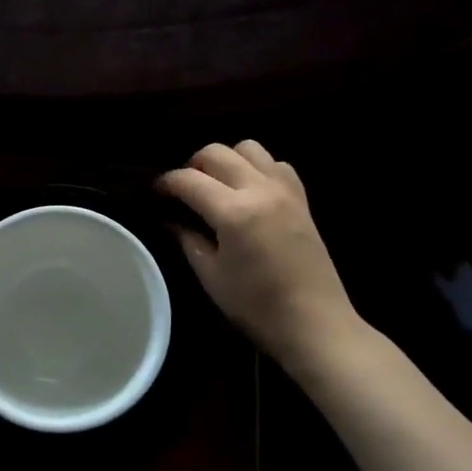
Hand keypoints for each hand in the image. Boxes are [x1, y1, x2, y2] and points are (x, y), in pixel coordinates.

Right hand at [157, 141, 362, 372]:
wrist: (315, 323)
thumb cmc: (257, 306)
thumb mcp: (211, 276)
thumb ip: (188, 240)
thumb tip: (172, 219)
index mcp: (234, 212)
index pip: (189, 180)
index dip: (167, 183)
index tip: (156, 193)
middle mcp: (260, 189)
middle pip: (217, 152)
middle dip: (193, 165)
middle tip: (184, 189)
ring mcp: (284, 190)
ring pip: (249, 147)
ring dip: (227, 159)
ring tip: (218, 184)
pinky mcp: (301, 198)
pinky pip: (276, 164)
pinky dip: (258, 167)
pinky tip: (250, 191)